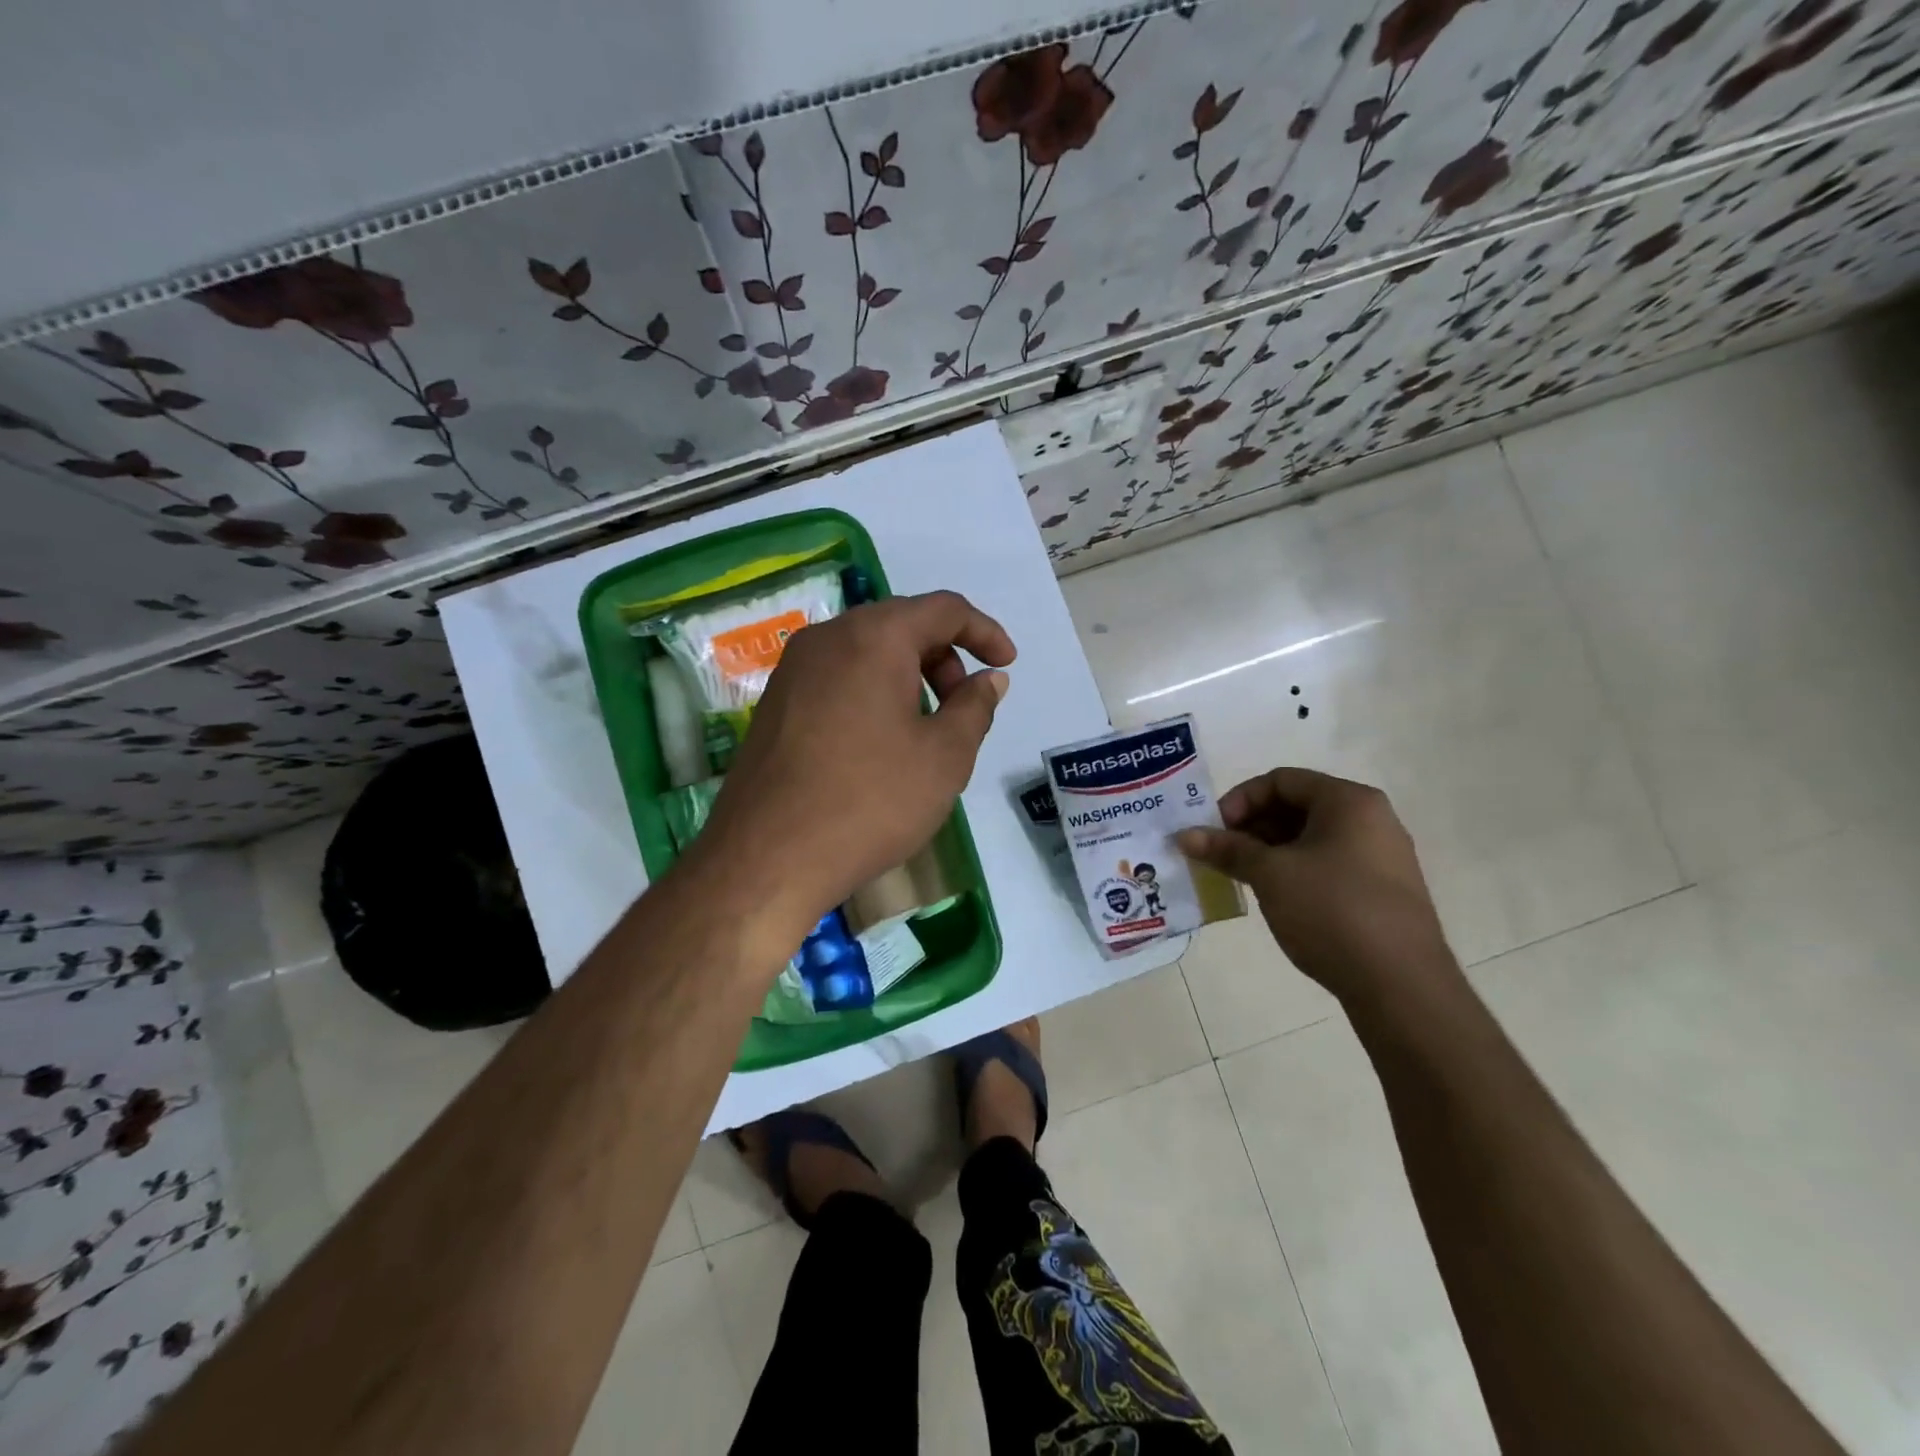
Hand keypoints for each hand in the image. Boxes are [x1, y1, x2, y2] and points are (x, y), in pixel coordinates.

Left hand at [692, 590, 1013, 954]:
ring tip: (925, 731)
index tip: (1007, 664)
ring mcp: (793, 670)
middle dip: (944, 657)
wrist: (768, 857)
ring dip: (908, 676)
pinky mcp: (775, 703)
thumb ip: (975, 707)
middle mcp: (827, 638)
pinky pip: (837, 678)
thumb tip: (988, 680)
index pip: (943, 609)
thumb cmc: (870, 801)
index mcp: (873, 637)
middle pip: (901, 625)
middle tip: (963, 707)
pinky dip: (873, 692)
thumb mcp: (944, 756)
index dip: (984, 632)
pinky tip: (880, 744)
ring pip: (866, 652)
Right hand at [1175, 768, 1456, 1003]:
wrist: (1402, 986)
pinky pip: (1328, 864)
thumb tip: (1184, 836)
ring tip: (1241, 877)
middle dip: (1251, 827)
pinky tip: (1275, 897)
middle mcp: (1372, 820)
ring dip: (1269, 851)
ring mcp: (1381, 857)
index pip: (1281, 780)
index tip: (1214, 830)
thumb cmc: (1332, 911)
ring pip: (1311, 838)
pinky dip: (1294, 871)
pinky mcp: (1382, 891)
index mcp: (1349, 801)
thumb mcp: (1270, 875)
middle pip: (1297, 806)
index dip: (1240, 800)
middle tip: (1221, 854)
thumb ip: (1227, 849)